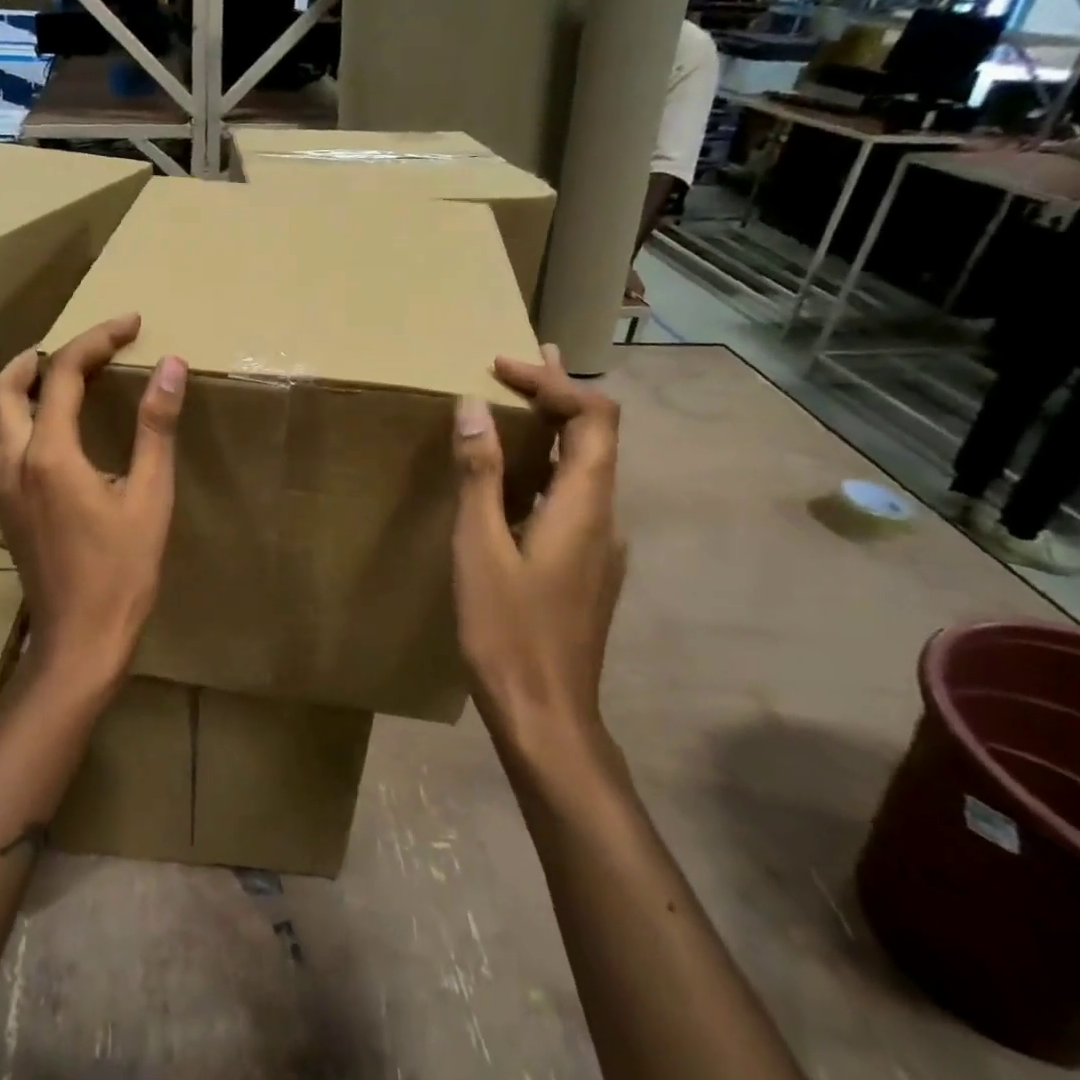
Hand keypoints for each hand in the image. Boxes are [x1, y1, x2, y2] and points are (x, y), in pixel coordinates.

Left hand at [0, 313, 186, 689]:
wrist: (79, 641)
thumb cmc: (122, 572)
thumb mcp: (150, 497)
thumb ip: (156, 428)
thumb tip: (171, 367)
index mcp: (49, 455)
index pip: (64, 374)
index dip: (97, 340)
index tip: (130, 323)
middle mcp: (13, 462)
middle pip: (6, 386)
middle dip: (43, 355)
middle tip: (86, 347)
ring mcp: (3, 487)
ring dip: (28, 384)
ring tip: (72, 377)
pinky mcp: (6, 507)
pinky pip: (5, 442)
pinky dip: (27, 416)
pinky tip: (62, 430)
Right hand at [450, 346, 627, 755]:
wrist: (546, 716)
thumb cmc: (507, 631)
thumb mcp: (479, 548)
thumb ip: (479, 476)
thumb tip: (474, 408)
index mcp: (585, 505)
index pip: (593, 417)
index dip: (554, 382)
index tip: (502, 367)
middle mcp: (605, 517)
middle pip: (596, 437)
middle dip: (559, 394)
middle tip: (519, 364)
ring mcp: (601, 546)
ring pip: (585, 469)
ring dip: (552, 432)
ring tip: (513, 409)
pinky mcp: (587, 568)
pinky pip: (573, 499)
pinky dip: (546, 469)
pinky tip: (513, 483)